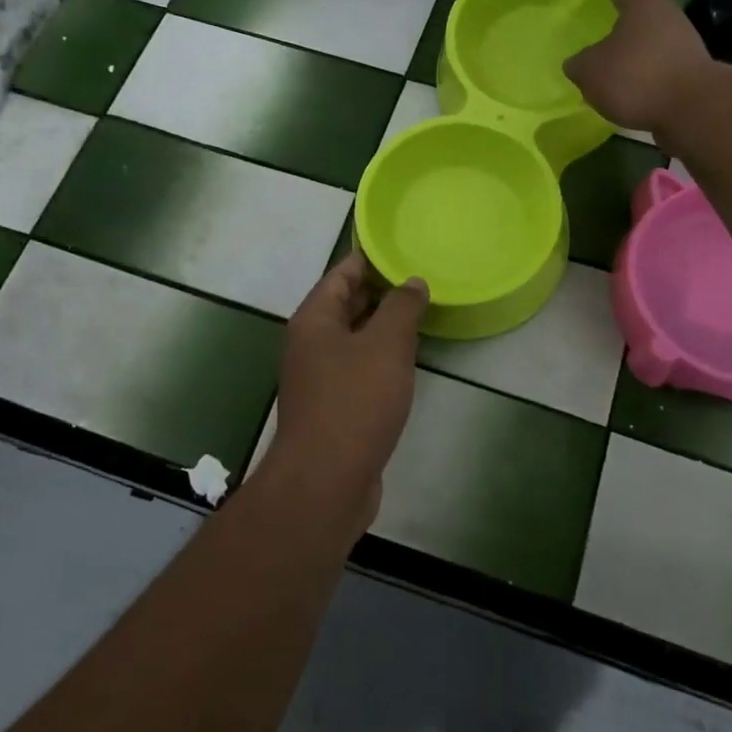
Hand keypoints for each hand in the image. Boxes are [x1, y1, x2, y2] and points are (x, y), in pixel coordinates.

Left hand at [268, 251, 427, 530]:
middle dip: (380, 291)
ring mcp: (319, 377)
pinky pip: (357, 367)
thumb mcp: (386, 345)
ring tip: (421, 313)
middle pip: (345, 304)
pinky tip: (406, 360)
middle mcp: (310, 343)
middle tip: (420, 279)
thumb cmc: (355, 402)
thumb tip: (412, 282)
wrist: (325, 482)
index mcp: (314, 319)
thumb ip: (401, 307)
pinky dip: (380, 357)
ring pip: (353, 338)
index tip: (403, 249)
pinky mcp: (332, 406)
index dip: (371, 259)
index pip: (342, 273)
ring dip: (382, 326)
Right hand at [564, 0, 713, 139]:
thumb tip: (577, 63)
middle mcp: (667, 17)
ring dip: (637, 50)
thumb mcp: (591, 71)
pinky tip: (633, 89)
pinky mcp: (692, 74)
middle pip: (643, 13)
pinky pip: (662, 68)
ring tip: (615, 64)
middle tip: (606, 26)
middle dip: (625, 20)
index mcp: (642, 5)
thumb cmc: (636, 77)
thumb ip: (579, 64)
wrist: (693, 109)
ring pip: (654, 41)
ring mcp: (684, 45)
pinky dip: (648, 74)